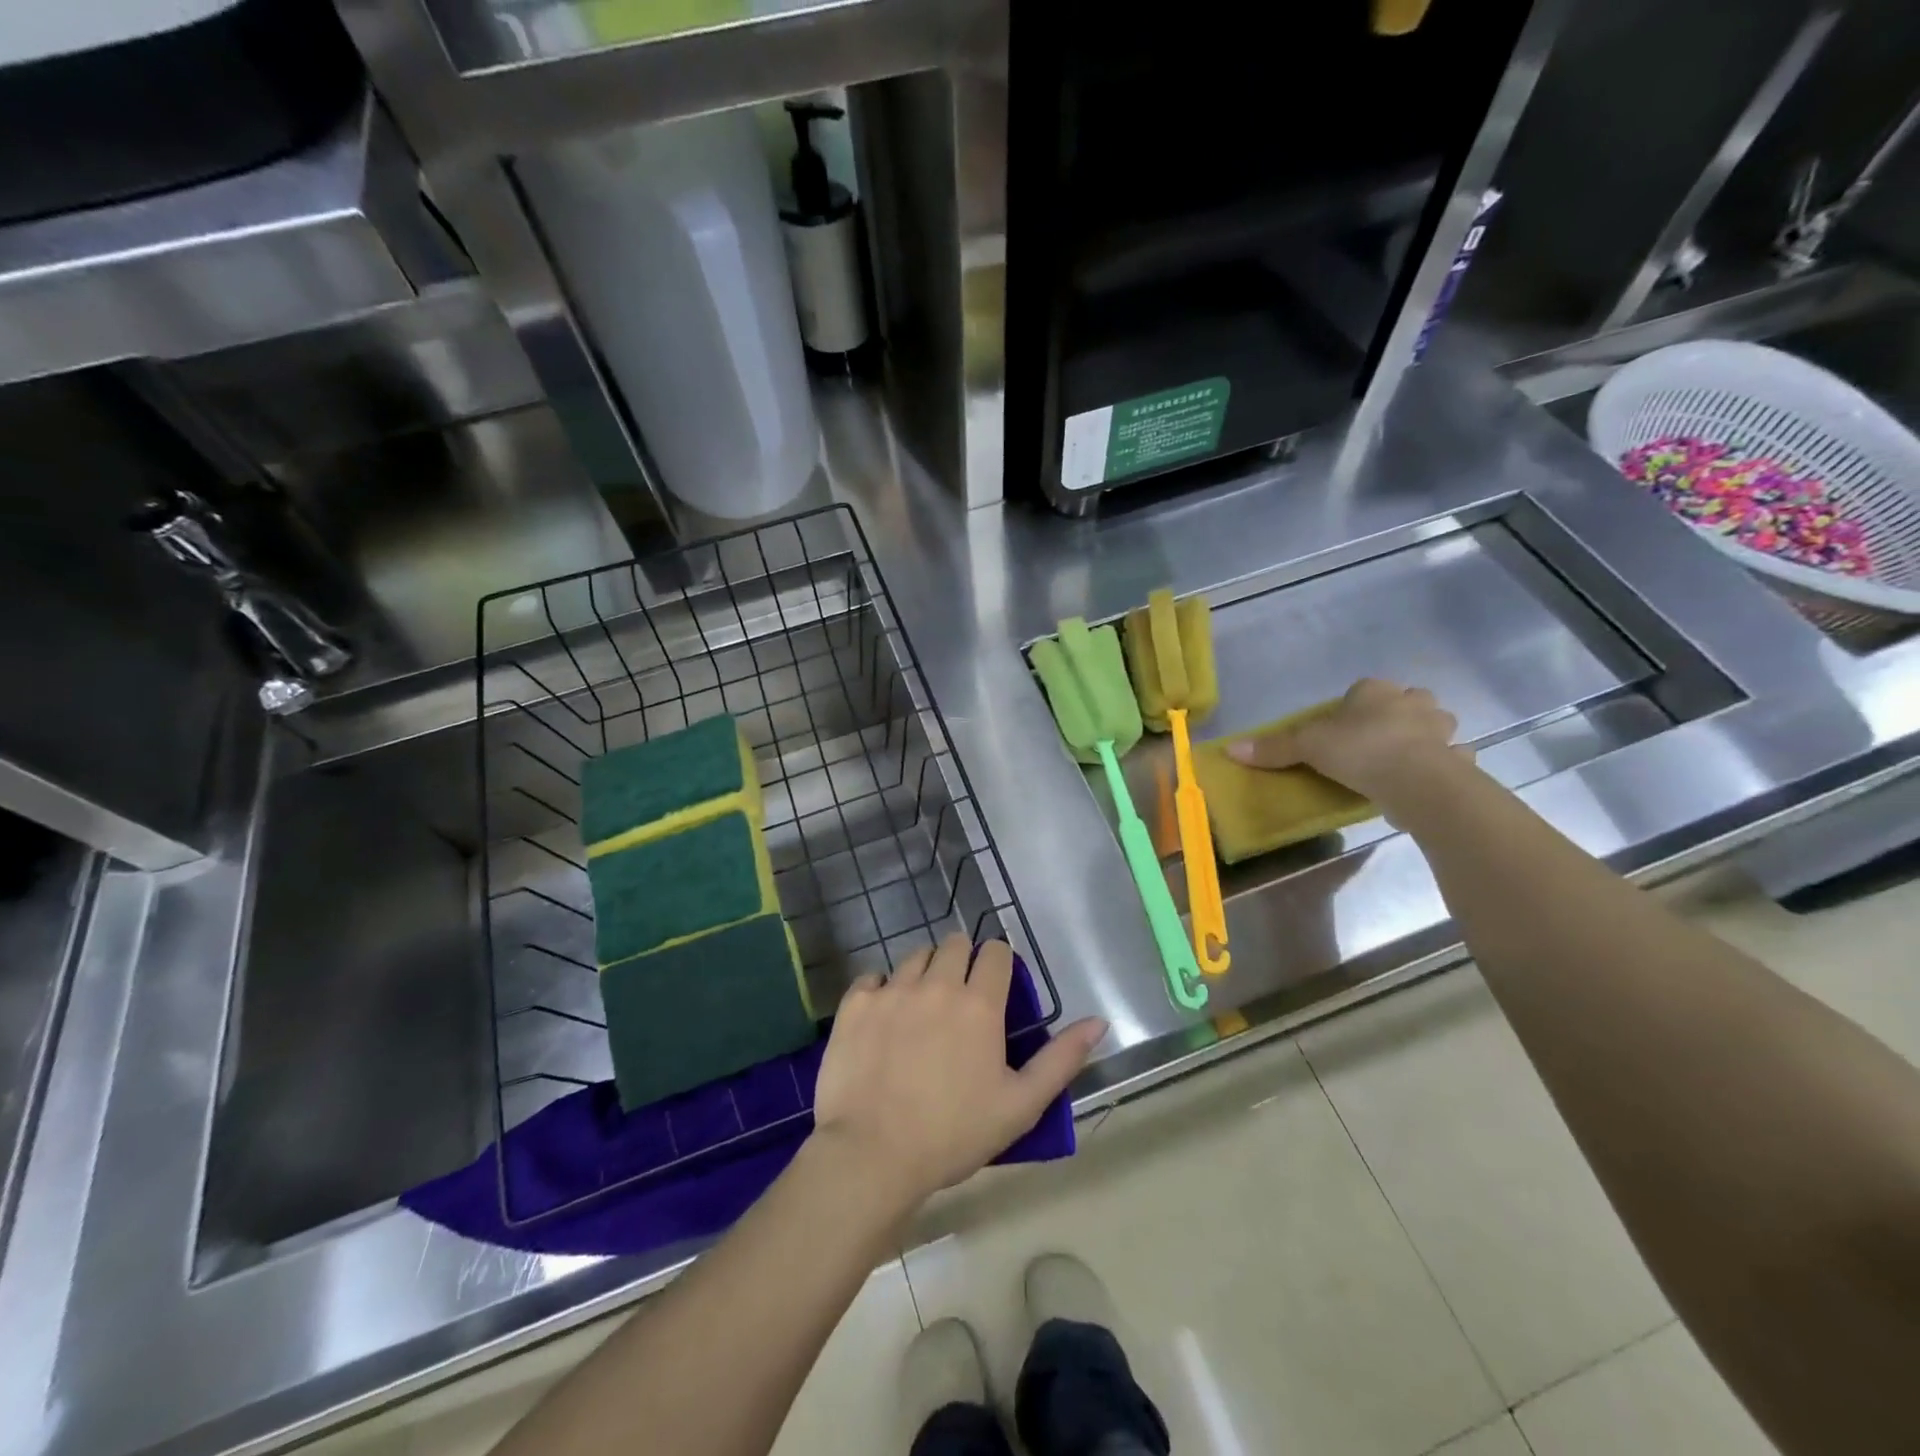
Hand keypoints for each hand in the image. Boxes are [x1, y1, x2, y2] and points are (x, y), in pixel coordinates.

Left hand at [810, 935, 1106, 1212]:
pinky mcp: (856, 1004)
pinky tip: (884, 1020)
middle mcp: (936, 984)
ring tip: (923, 1008)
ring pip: (915, 956)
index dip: (999, 963)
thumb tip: (1099, 1021)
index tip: (996, 987)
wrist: (871, 1155)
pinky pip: (872, 978)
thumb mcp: (1020, 1105)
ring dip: (925, 971)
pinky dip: (882, 990)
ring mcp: (892, 990)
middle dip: (962, 961)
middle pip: (954, 944)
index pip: (995, 952)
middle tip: (960, 999)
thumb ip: (1062, 1059)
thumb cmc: (953, 1134)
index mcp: (979, 1004)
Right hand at [1227, 678, 1469, 814]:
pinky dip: (1443, 766)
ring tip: (1403, 760)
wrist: (1415, 780)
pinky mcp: (1457, 760)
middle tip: (1375, 740)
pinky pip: (1452, 758)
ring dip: (1425, 738)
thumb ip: (1274, 748)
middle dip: (1397, 715)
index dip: (1354, 706)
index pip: (1364, 689)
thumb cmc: (1359, 750)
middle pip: (1406, 701)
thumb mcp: (1307, 747)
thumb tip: (1231, 749)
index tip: (1342, 728)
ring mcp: (1441, 730)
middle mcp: (1412, 702)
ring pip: (1435, 726)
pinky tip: (1426, 780)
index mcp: (1375, 692)